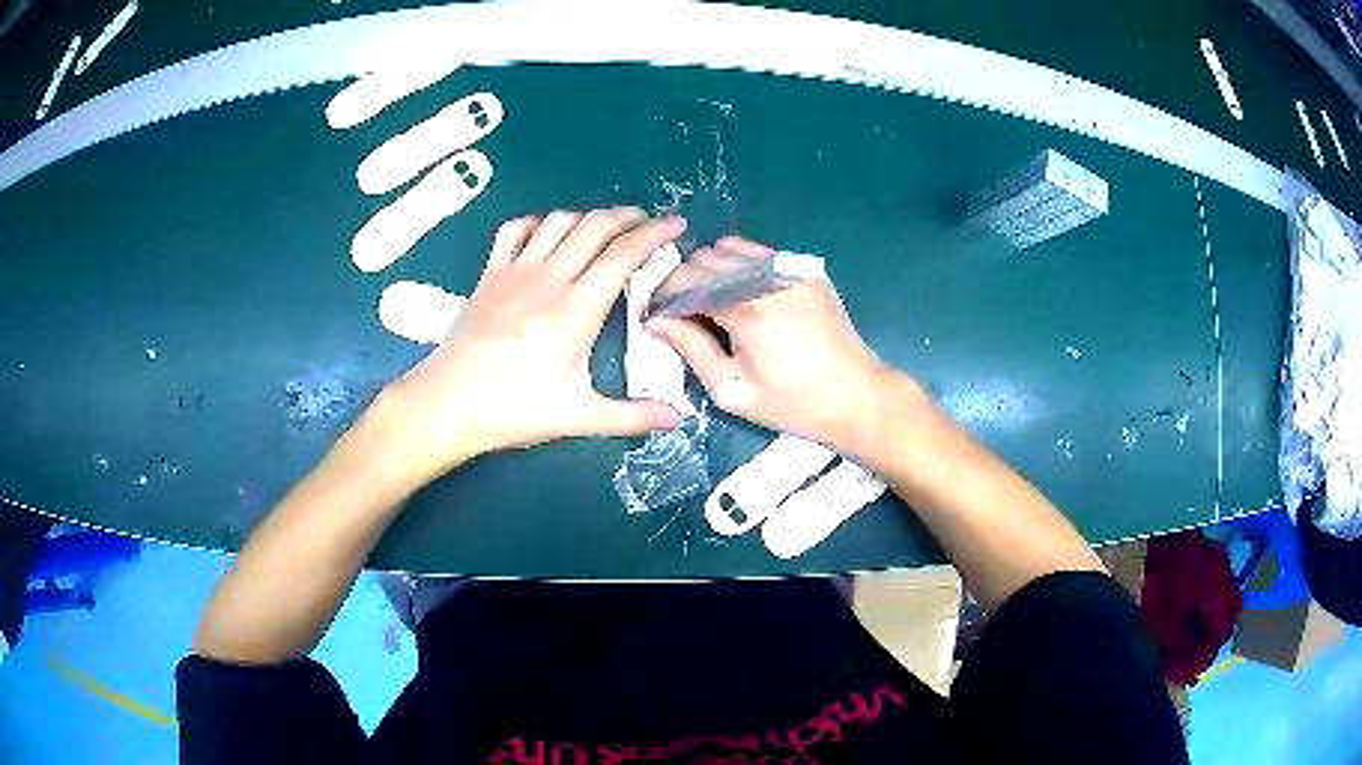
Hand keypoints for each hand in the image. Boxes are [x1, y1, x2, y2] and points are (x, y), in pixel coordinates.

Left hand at [378, 209, 686, 483]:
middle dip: (628, 216)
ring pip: (559, 221)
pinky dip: (540, 223)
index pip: (623, 254)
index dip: (654, 233)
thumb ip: (632, 415)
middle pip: (595, 226)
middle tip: (648, 222)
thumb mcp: (578, 417)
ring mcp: (515, 270)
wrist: (448, 403)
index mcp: (577, 309)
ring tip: (607, 228)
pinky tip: (549, 234)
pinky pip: (516, 230)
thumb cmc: (514, 410)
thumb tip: (679, 418)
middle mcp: (549, 278)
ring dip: (589, 216)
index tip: (676, 224)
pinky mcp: (490, 274)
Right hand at [648, 237, 919, 457]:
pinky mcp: (805, 269)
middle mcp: (765, 276)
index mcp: (746, 309)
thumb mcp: (732, 390)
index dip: (662, 297)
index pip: (684, 281)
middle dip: (683, 282)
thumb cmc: (793, 403)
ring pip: (729, 249)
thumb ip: (691, 349)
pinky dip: (738, 265)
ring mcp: (789, 268)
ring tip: (711, 303)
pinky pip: (757, 253)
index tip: (657, 317)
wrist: (857, 395)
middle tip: (682, 313)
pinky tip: (740, 293)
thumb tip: (655, 321)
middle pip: (703, 259)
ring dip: (710, 270)